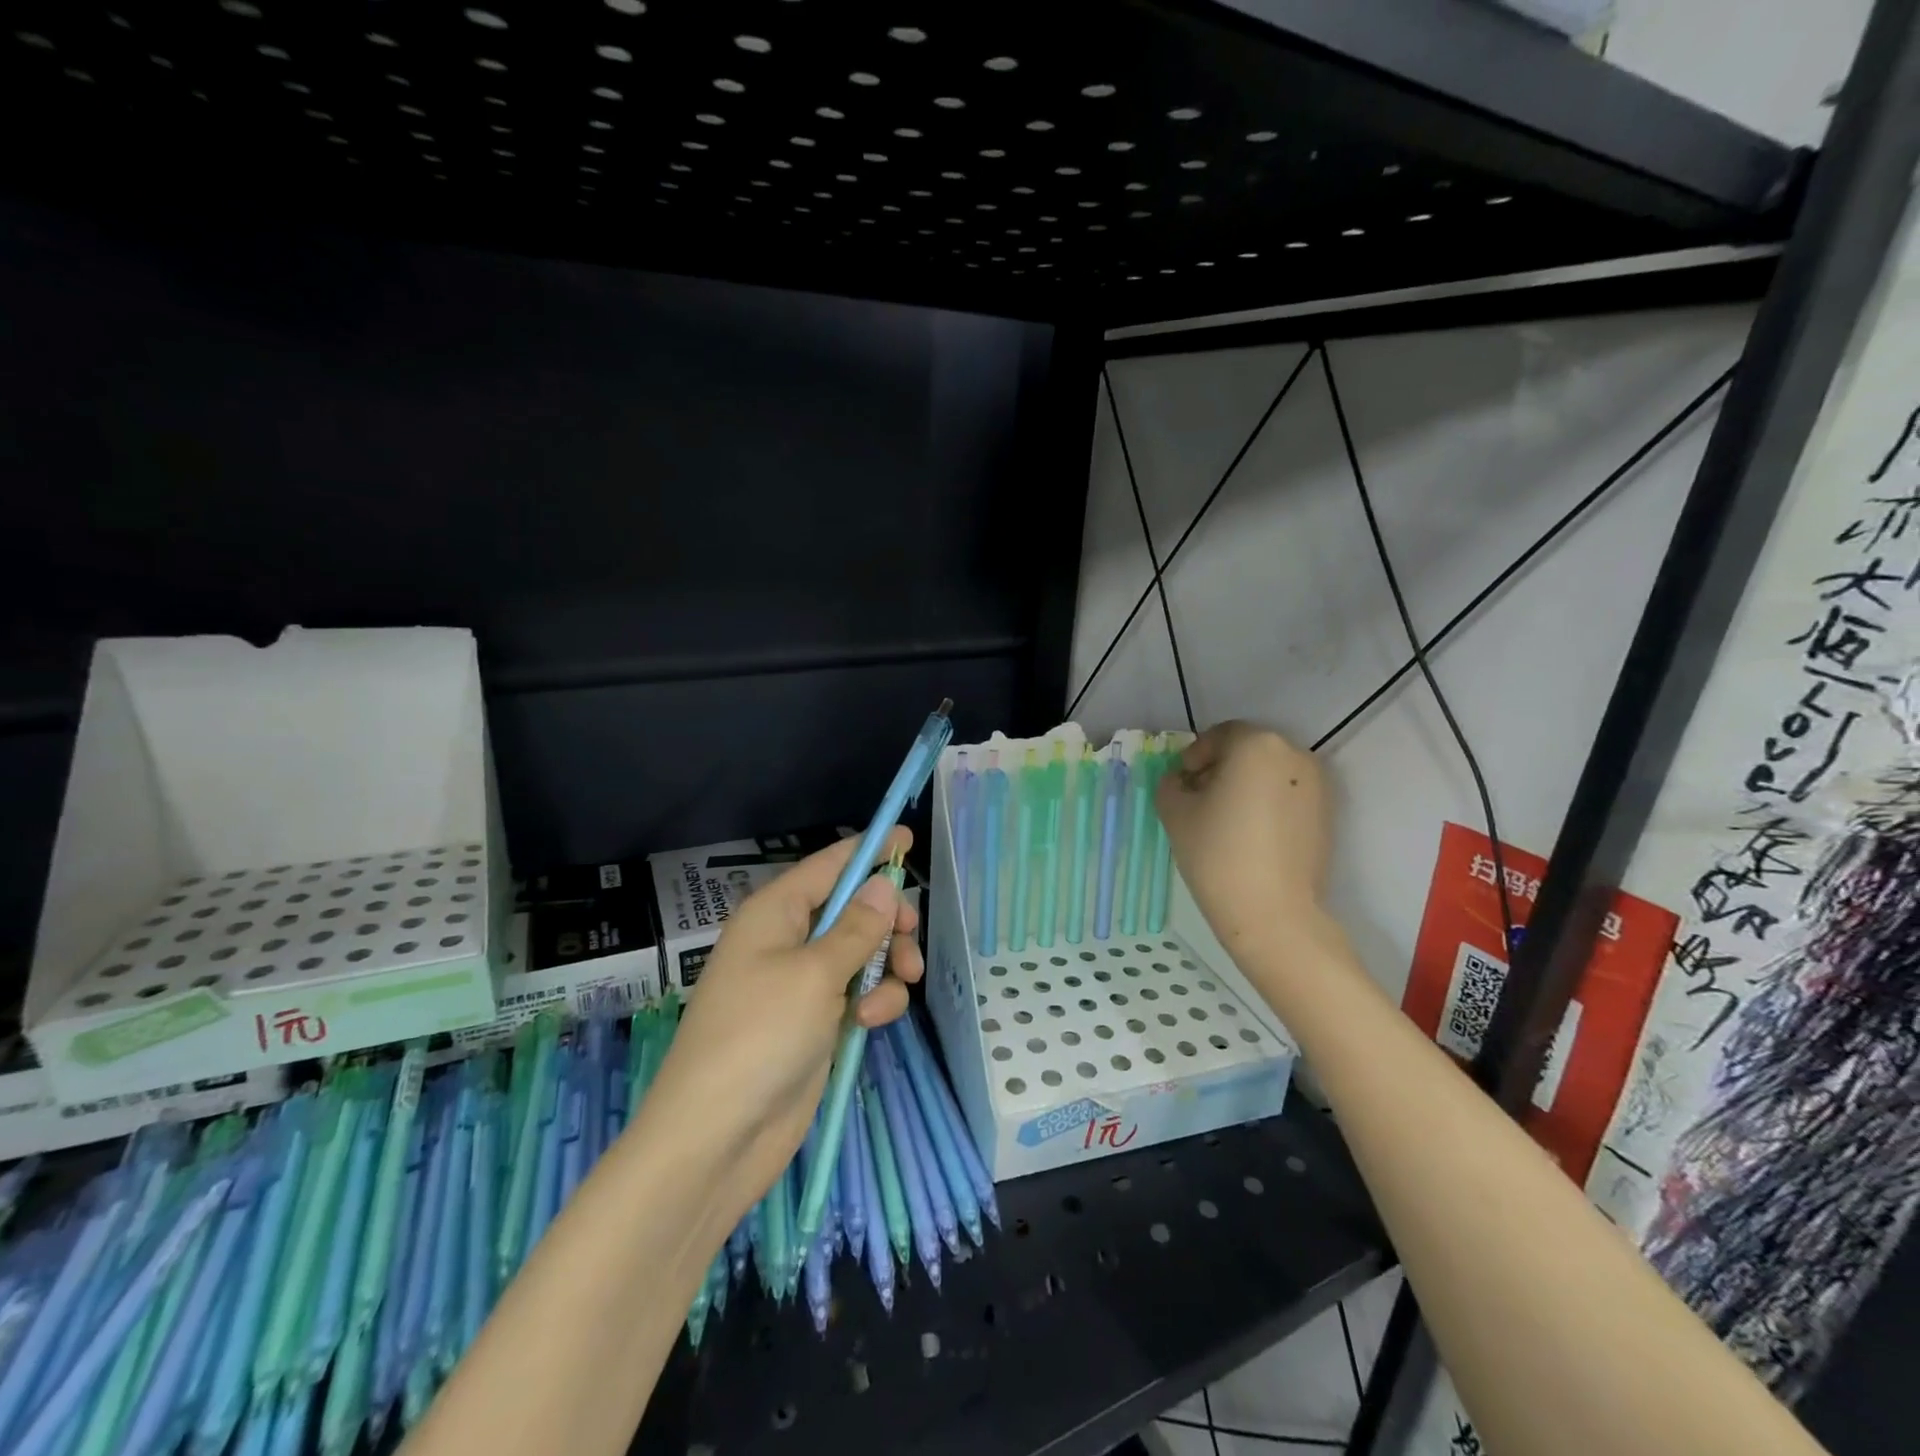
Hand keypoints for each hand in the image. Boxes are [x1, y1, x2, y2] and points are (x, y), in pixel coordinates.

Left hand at [640, 828, 922, 1224]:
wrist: (717, 1137)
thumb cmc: (760, 1035)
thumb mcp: (815, 973)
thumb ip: (857, 927)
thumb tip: (883, 884)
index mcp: (776, 912)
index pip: (829, 864)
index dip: (869, 850)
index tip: (908, 838)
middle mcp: (788, 939)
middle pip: (852, 908)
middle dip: (888, 920)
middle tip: (911, 936)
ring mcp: (801, 984)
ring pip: (862, 953)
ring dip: (886, 964)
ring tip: (900, 983)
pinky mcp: (816, 1022)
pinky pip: (858, 993)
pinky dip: (873, 1001)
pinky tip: (868, 1023)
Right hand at [1155, 721, 1329, 955]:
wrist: (1273, 914)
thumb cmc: (1218, 854)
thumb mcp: (1175, 813)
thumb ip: (1171, 783)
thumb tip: (1182, 780)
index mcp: (1256, 745)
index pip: (1221, 735)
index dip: (1196, 755)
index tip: (1183, 781)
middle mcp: (1294, 756)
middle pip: (1249, 750)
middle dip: (1221, 768)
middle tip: (1198, 798)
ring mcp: (1317, 786)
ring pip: (1271, 773)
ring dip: (1246, 785)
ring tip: (1224, 819)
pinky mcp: (1327, 816)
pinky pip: (1288, 796)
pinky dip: (1267, 804)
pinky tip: (1249, 835)